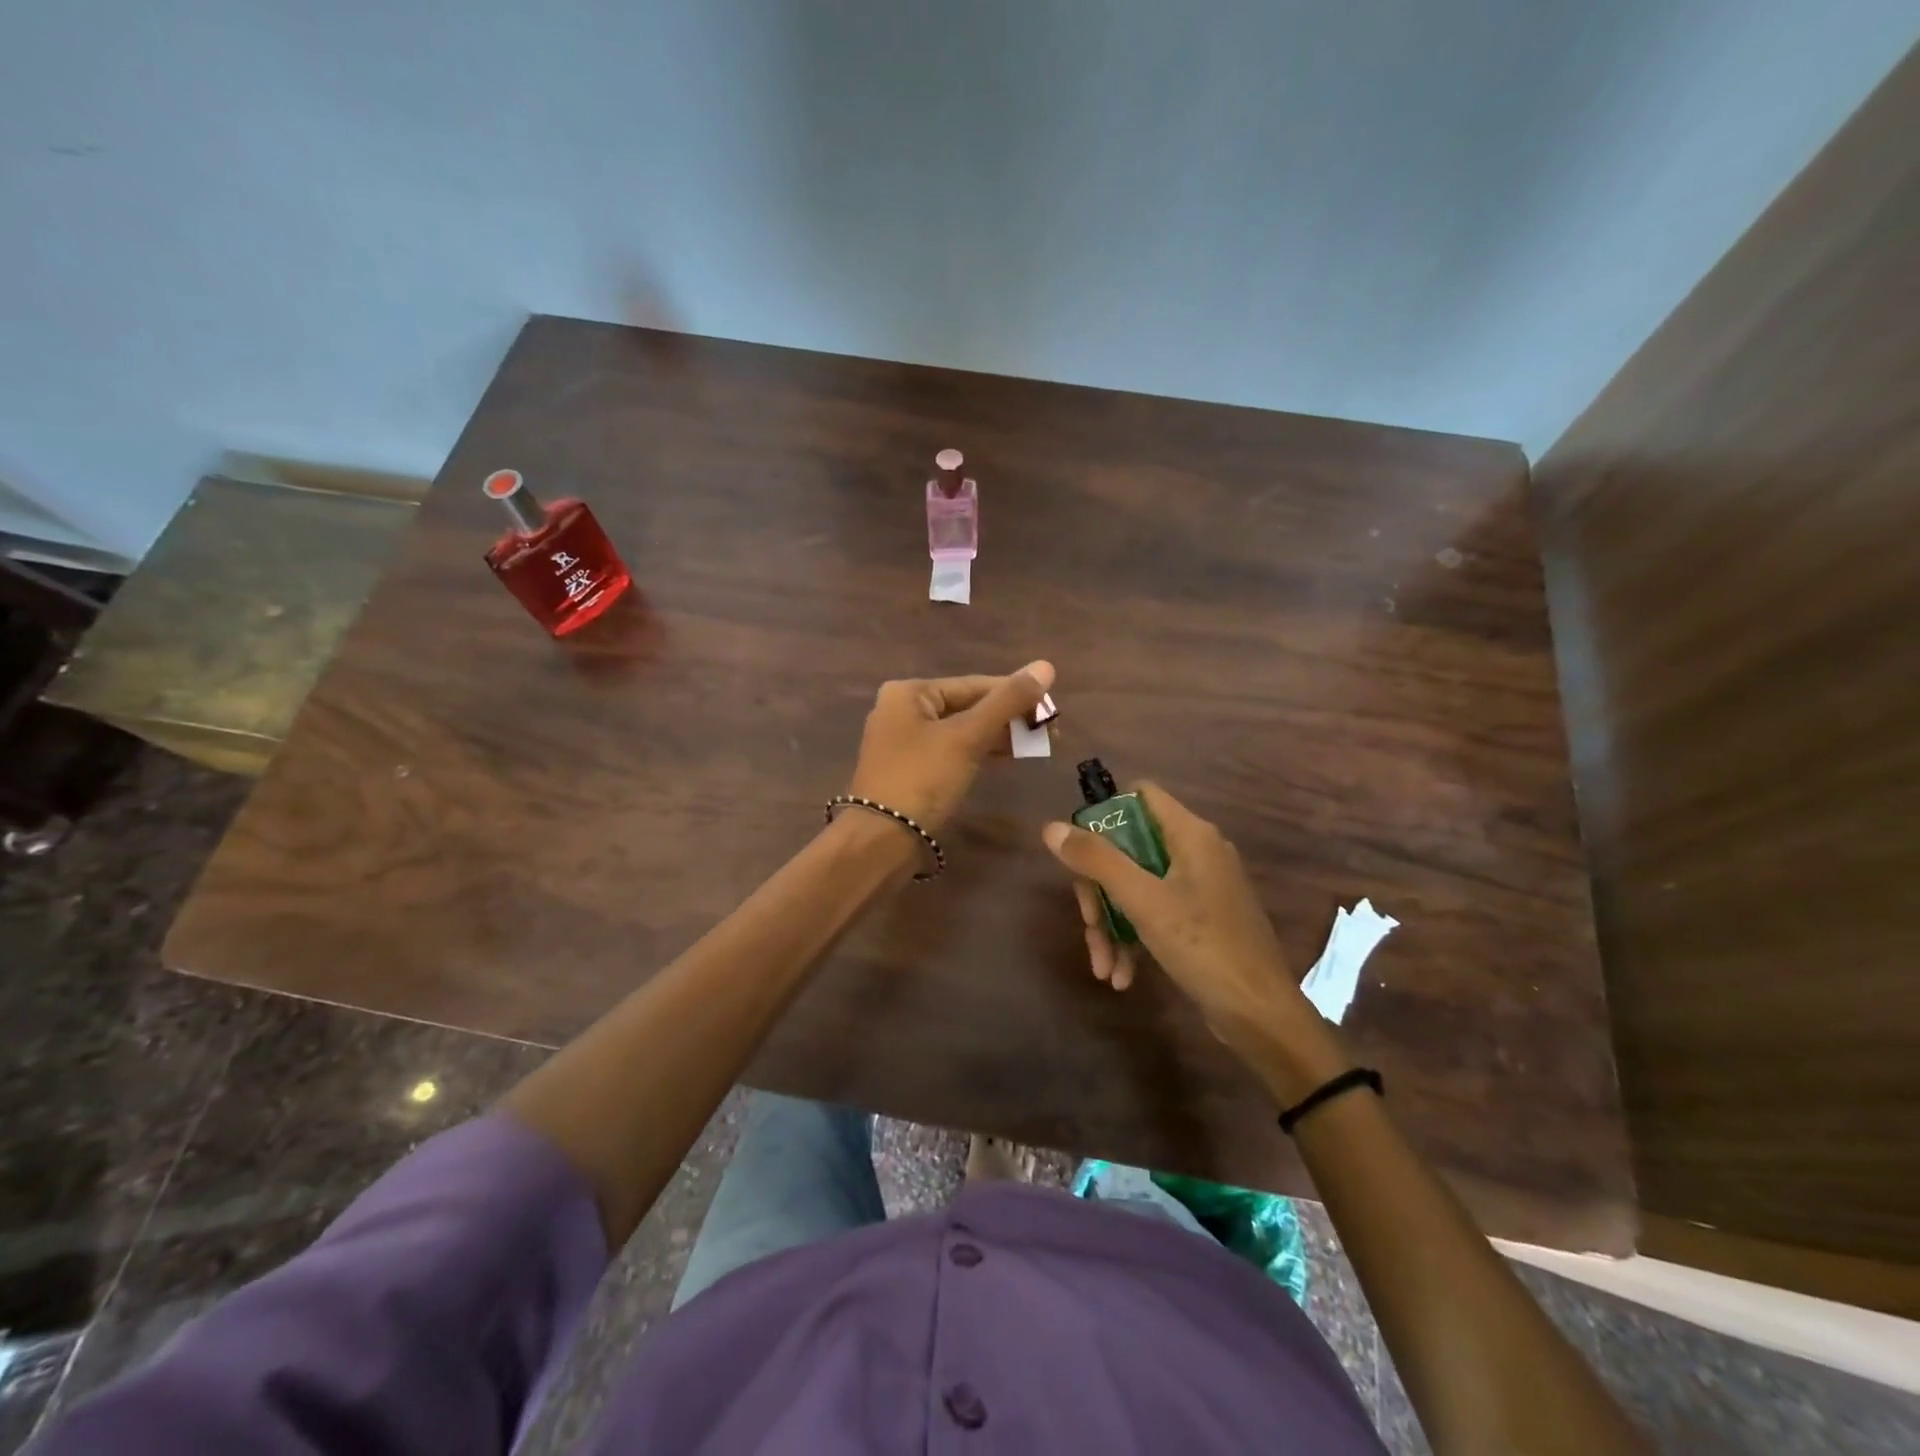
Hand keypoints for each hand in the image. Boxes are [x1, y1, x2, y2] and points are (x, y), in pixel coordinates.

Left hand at [847, 661, 1054, 831]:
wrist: (882, 840)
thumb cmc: (923, 779)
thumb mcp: (968, 737)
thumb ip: (1007, 701)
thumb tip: (1046, 666)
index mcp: (909, 692)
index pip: (974, 684)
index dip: (1016, 694)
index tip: (1052, 709)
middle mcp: (902, 710)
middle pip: (967, 706)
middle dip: (1009, 718)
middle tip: (1049, 732)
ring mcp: (904, 742)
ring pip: (961, 730)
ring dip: (998, 736)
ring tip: (1036, 746)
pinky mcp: (910, 770)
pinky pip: (952, 751)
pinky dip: (979, 752)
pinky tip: (1007, 759)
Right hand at [1042, 783, 1338, 1078]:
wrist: (1261, 1016)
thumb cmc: (1203, 947)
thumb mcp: (1143, 901)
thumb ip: (1097, 860)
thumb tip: (1052, 827)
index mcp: (1190, 834)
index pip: (1141, 795)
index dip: (1105, 815)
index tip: (1079, 850)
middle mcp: (1197, 852)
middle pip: (1129, 849)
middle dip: (1100, 890)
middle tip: (1088, 924)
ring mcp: (1200, 888)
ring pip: (1137, 887)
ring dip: (1113, 924)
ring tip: (1103, 968)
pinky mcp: (1201, 920)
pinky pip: (1155, 914)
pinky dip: (1134, 939)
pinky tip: (1122, 976)